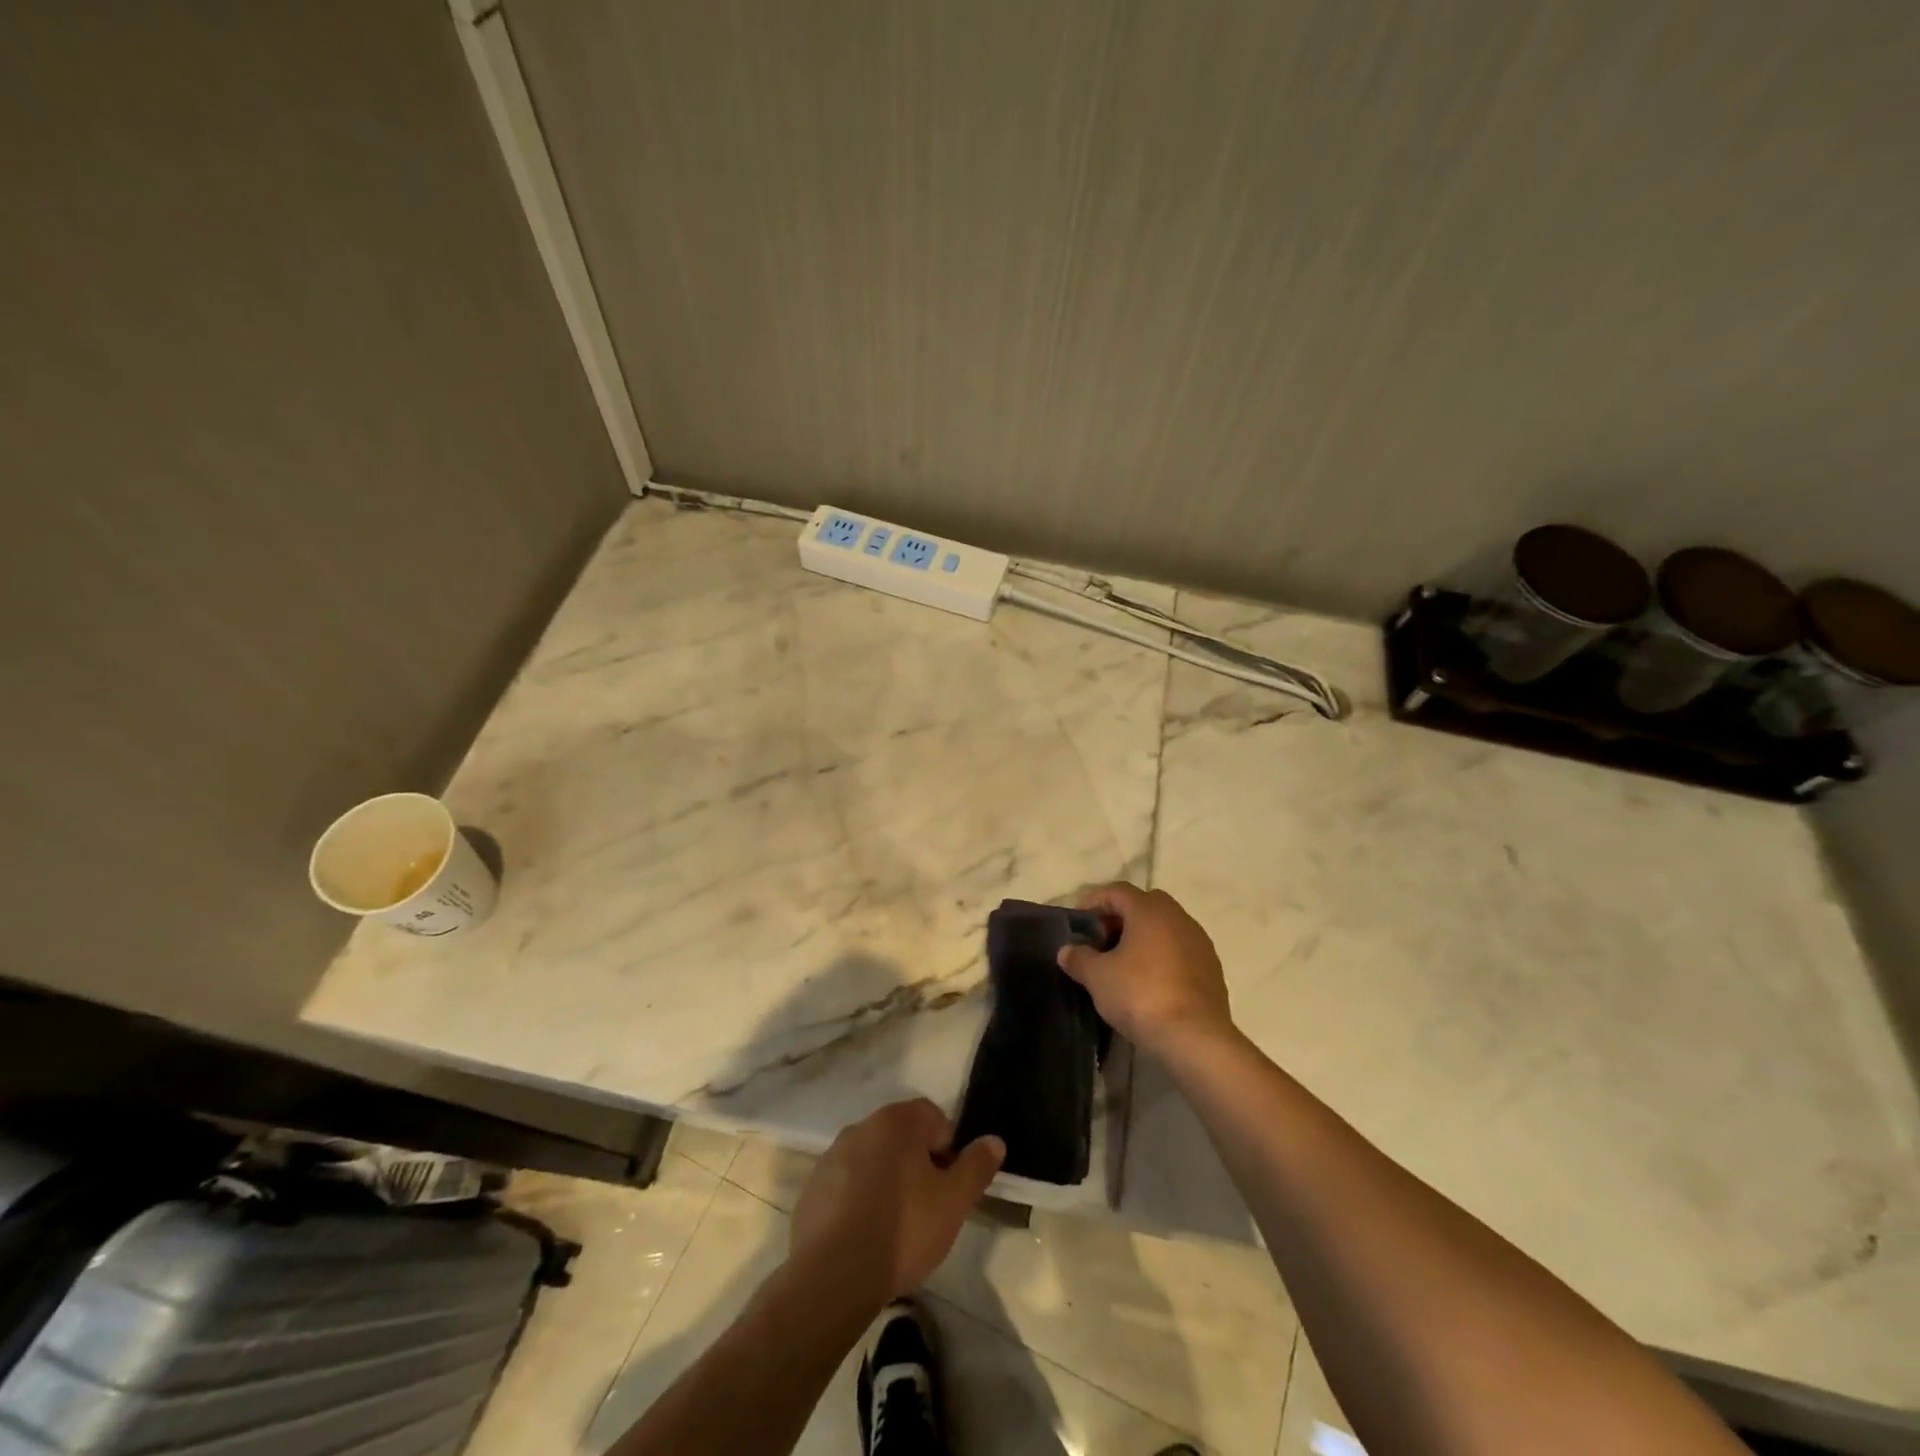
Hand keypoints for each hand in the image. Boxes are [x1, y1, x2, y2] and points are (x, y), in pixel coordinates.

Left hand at [790, 1099, 1004, 1305]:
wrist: (832, 1276)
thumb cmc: (903, 1229)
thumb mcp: (954, 1202)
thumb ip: (976, 1167)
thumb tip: (994, 1141)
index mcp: (896, 1122)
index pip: (933, 1117)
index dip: (947, 1149)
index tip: (949, 1187)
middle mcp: (861, 1127)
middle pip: (901, 1137)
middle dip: (917, 1165)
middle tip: (928, 1208)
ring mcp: (831, 1157)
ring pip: (872, 1161)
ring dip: (887, 1182)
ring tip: (895, 1227)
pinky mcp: (812, 1189)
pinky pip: (846, 1186)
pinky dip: (858, 1201)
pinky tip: (865, 1238)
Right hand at [1057, 882, 1233, 1059]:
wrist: (1194, 1038)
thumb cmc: (1140, 995)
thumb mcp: (1097, 977)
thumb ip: (1079, 958)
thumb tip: (1067, 951)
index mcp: (1149, 910)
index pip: (1117, 891)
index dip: (1094, 902)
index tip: (1078, 923)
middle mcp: (1178, 917)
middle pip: (1143, 905)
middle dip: (1120, 919)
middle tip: (1101, 941)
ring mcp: (1199, 942)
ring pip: (1165, 928)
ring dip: (1143, 938)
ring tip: (1123, 964)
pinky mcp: (1211, 968)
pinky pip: (1180, 951)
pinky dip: (1162, 957)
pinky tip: (1149, 982)